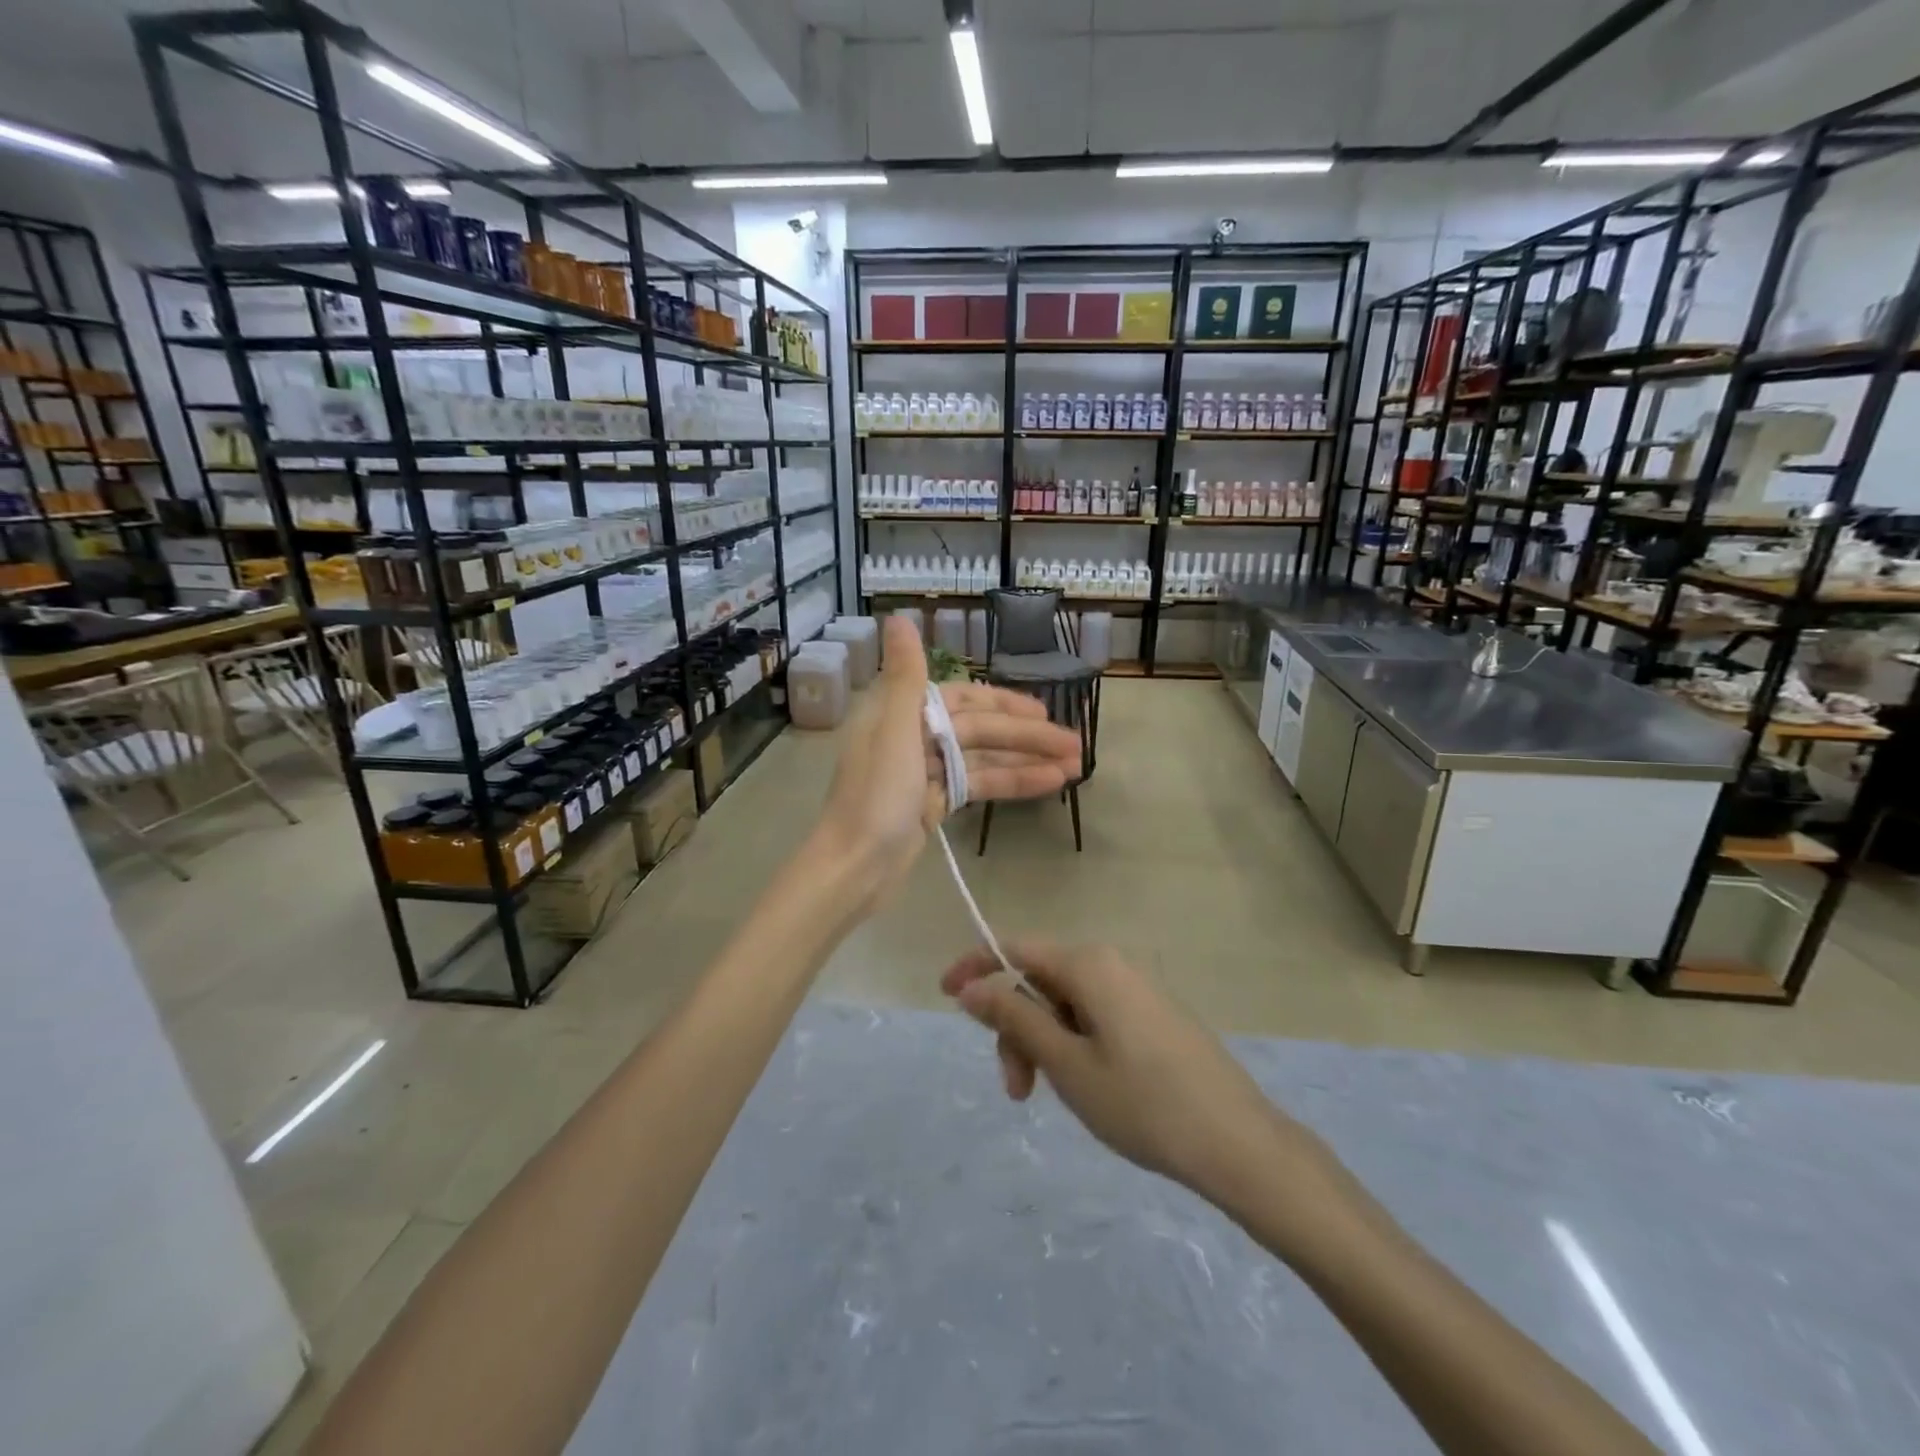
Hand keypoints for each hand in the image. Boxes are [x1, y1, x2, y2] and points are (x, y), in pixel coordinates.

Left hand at [814, 618, 1080, 905]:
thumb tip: (898, 616)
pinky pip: (977, 785)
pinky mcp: (932, 805)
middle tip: (1075, 744)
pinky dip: (1010, 784)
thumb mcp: (893, 731)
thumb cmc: (874, 798)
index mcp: (901, 714)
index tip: (1043, 711)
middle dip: (1026, 737)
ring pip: (983, 759)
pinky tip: (1047, 785)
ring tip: (1074, 767)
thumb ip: (905, 675)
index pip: (963, 699)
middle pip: (979, 731)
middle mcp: (913, 737)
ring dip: (1027, 761)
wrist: (853, 869)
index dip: (1004, 703)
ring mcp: (924, 774)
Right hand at [941, 942, 1332, 1208]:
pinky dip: (1073, 1046)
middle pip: (1040, 981)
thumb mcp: (1066, 1063)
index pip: (1015, 948)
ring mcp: (1136, 990)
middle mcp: (1112, 964)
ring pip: (1066, 1004)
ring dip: (1044, 1044)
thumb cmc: (1142, 1102)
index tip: (945, 996)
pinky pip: (1095, 1017)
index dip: (976, 967)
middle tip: (1017, 1090)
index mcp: (1088, 964)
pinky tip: (1087, 1087)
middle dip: (1016, 1028)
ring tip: (1050, 1096)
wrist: (1237, 1143)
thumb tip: (972, 986)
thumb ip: (1014, 1017)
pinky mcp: (1153, 1016)